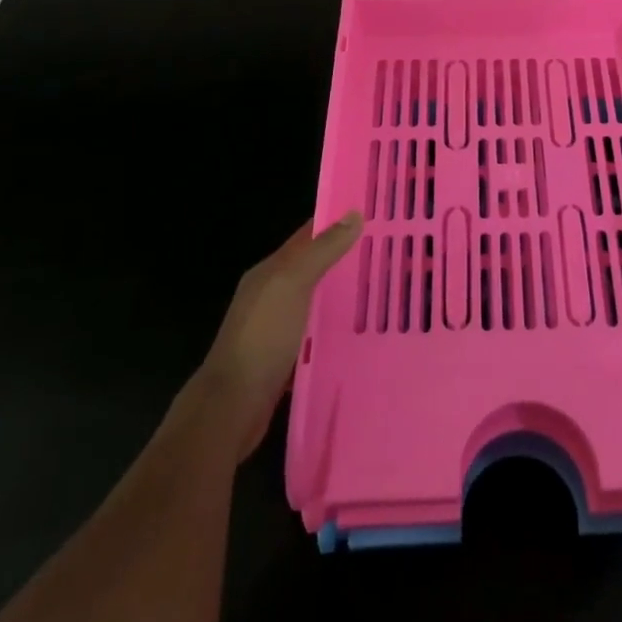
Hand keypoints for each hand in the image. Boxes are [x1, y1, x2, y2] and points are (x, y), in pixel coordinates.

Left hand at [178, 214, 361, 463]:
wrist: (231, 408)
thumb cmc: (262, 337)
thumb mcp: (292, 284)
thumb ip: (321, 250)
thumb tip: (353, 214)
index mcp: (269, 271)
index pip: (307, 235)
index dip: (337, 222)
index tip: (374, 215)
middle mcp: (271, 294)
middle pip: (314, 267)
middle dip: (346, 258)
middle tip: (389, 253)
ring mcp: (276, 328)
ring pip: (317, 300)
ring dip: (344, 293)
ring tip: (385, 289)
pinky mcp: (285, 358)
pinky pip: (316, 332)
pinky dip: (336, 327)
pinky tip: (362, 331)